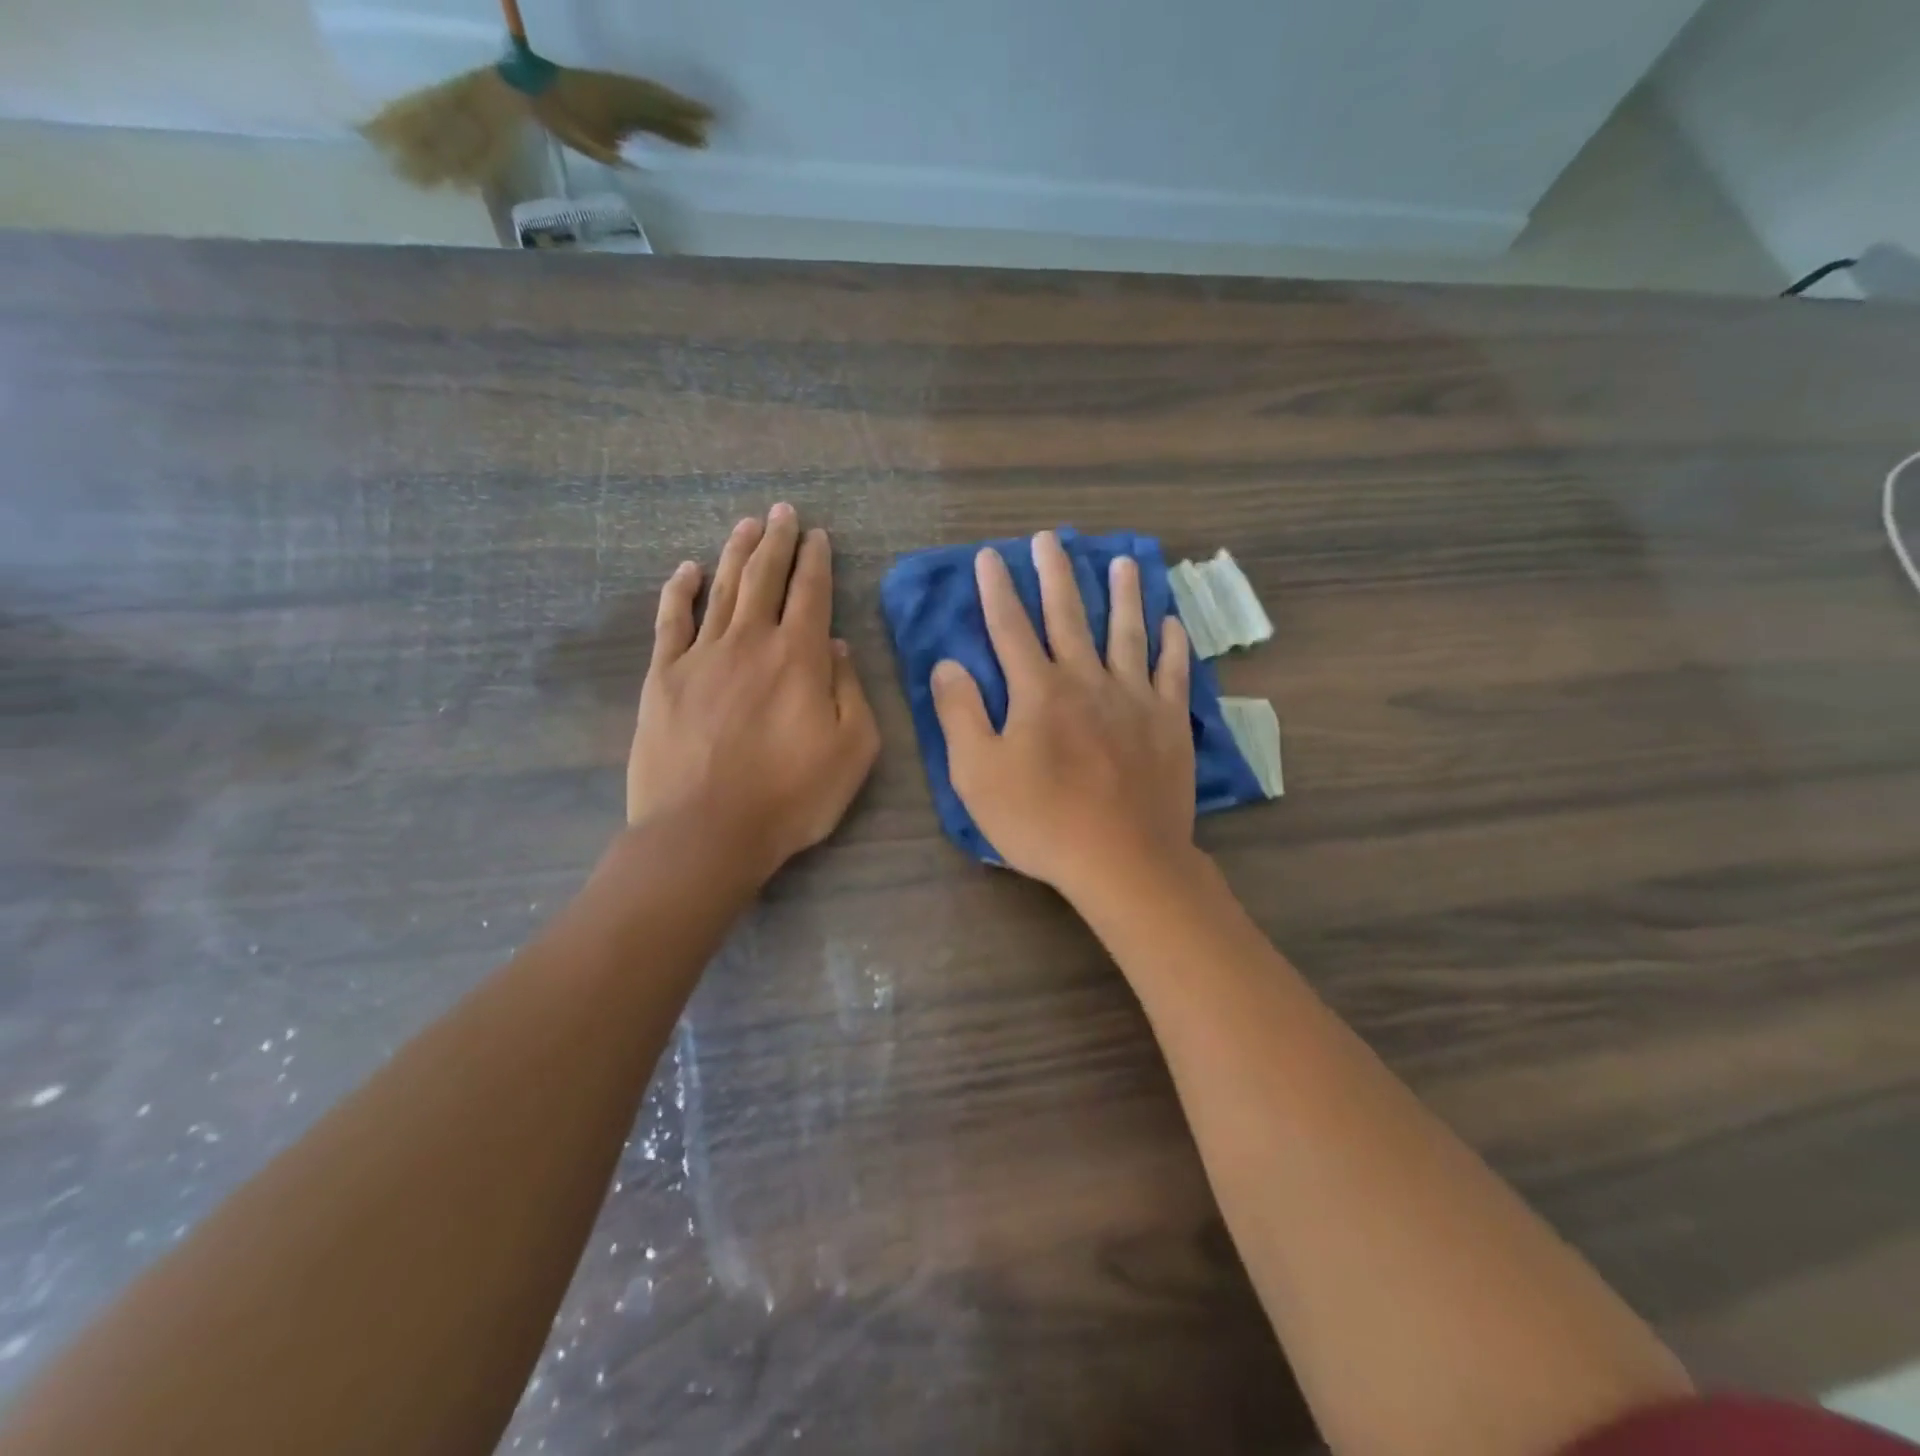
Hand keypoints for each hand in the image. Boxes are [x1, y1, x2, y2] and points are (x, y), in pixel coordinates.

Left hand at [628, 505, 879, 880]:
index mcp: (799, 657)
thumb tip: (836, 647)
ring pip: (722, 589)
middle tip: (783, 512)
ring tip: (747, 525)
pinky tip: (687, 570)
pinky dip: (679, 591)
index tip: (818, 536)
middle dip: (777, 541)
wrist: (705, 832)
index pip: (811, 593)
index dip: (816, 561)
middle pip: (765, 578)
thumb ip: (850, 692)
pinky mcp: (663, 677)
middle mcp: (750, 641)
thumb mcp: (853, 751)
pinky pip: (671, 621)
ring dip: (736, 553)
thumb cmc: (791, 797)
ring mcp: (701, 656)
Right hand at [931, 530, 1195, 898]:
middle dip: (1056, 574)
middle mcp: (1087, 680)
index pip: (1010, 627)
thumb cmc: (1041, 821)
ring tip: (1123, 561)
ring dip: (1123, 594)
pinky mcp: (1169, 722)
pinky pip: (1173, 672)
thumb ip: (960, 714)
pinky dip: (1172, 645)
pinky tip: (1171, 624)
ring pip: (1127, 633)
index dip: (997, 590)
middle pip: (1068, 616)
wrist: (1123, 860)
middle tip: (1050, 539)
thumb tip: (948, 664)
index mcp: (1038, 691)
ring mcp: (1135, 698)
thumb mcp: (977, 775)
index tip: (989, 556)